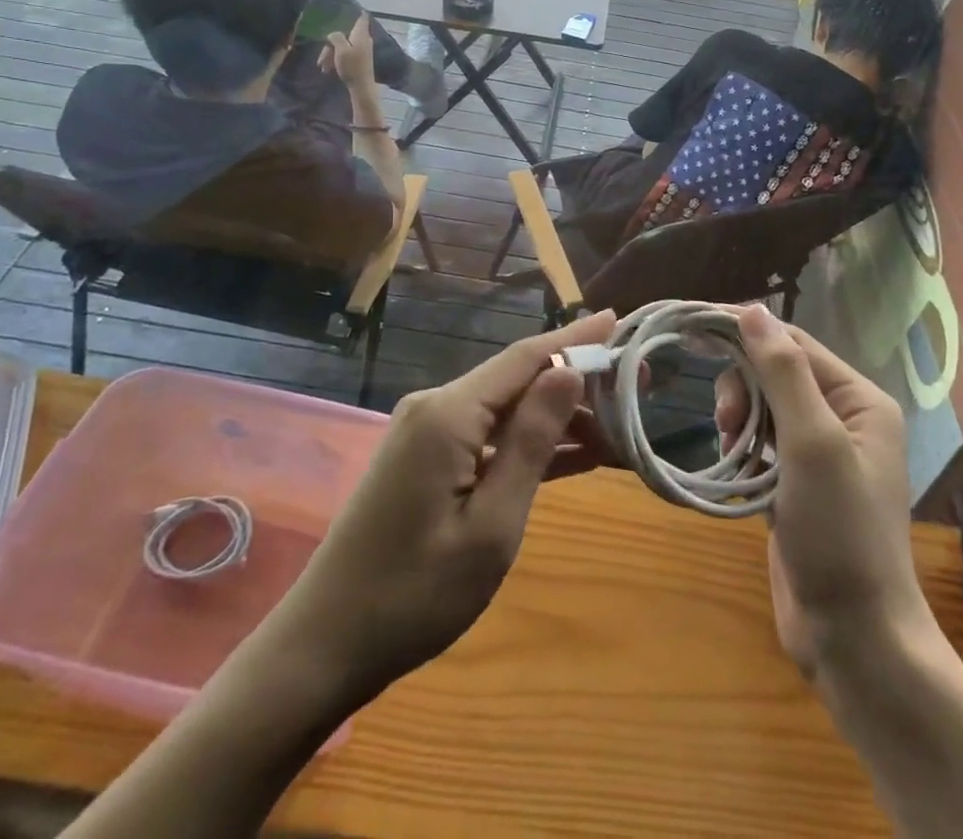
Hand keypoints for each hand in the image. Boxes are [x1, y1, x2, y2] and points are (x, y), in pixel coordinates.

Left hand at [269, 310, 617, 701]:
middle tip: (636, 386)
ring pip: (507, 409)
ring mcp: (428, 433)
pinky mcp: (426, 459)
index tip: (618, 319)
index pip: (525, 357)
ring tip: (617, 425)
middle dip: (577, 379)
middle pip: (518, 378)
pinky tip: (574, 455)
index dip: (575, 337)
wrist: (326, 643)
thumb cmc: (416, 593)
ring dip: (558, 417)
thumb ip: (531, 442)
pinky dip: (529, 444)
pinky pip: (488, 437)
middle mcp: (436, 407)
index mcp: (449, 413)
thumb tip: (568, 372)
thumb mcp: (491, 525)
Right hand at [319, 14, 377, 89]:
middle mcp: (363, 40)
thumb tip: (333, 34)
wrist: (362, 86)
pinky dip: (336, 59)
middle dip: (331, 44)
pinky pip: (344, 54)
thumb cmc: (352, 66)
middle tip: (321, 58)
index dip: (357, 12)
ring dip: (331, 54)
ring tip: (323, 67)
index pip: (362, 18)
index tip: (350, 8)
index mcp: (361, 34)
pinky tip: (328, 69)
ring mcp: (361, 50)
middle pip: (344, 34)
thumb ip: (336, 37)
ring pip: (342, 46)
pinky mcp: (358, 59)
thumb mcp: (341, 49)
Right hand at [716, 306, 926, 681]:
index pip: (793, 343)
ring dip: (739, 415)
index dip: (746, 331)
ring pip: (764, 405)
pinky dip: (741, 445)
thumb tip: (752, 309)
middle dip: (742, 385)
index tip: (694, 328)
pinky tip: (732, 465)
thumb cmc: (840, 533)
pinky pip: (760, 441)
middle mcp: (844, 418)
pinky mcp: (796, 483)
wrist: (854, 637)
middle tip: (725, 423)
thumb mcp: (813, 443)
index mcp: (859, 400)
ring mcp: (820, 453)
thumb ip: (783, 373)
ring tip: (729, 448)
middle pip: (776, 371)